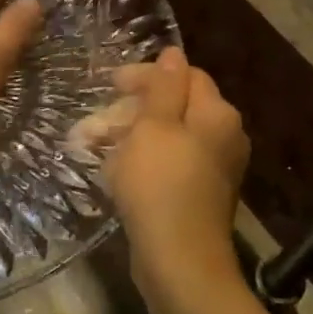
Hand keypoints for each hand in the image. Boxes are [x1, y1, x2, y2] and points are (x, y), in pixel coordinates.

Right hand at [107, 47, 249, 272]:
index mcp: (216, 114)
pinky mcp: (197, 195)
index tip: (109, 85)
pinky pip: (167, 166)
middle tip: (92, 125)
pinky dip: (139, 163)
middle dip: (129, 111)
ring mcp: (212, 169)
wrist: (178, 261)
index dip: (145, 76)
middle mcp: (222, 137)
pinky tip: (112, 174)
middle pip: (173, 107)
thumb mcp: (154, 126)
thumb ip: (163, 86)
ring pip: (166, 138)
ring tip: (90, 148)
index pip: (183, 76)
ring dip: (127, 138)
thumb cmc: (160, 184)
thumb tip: (174, 52)